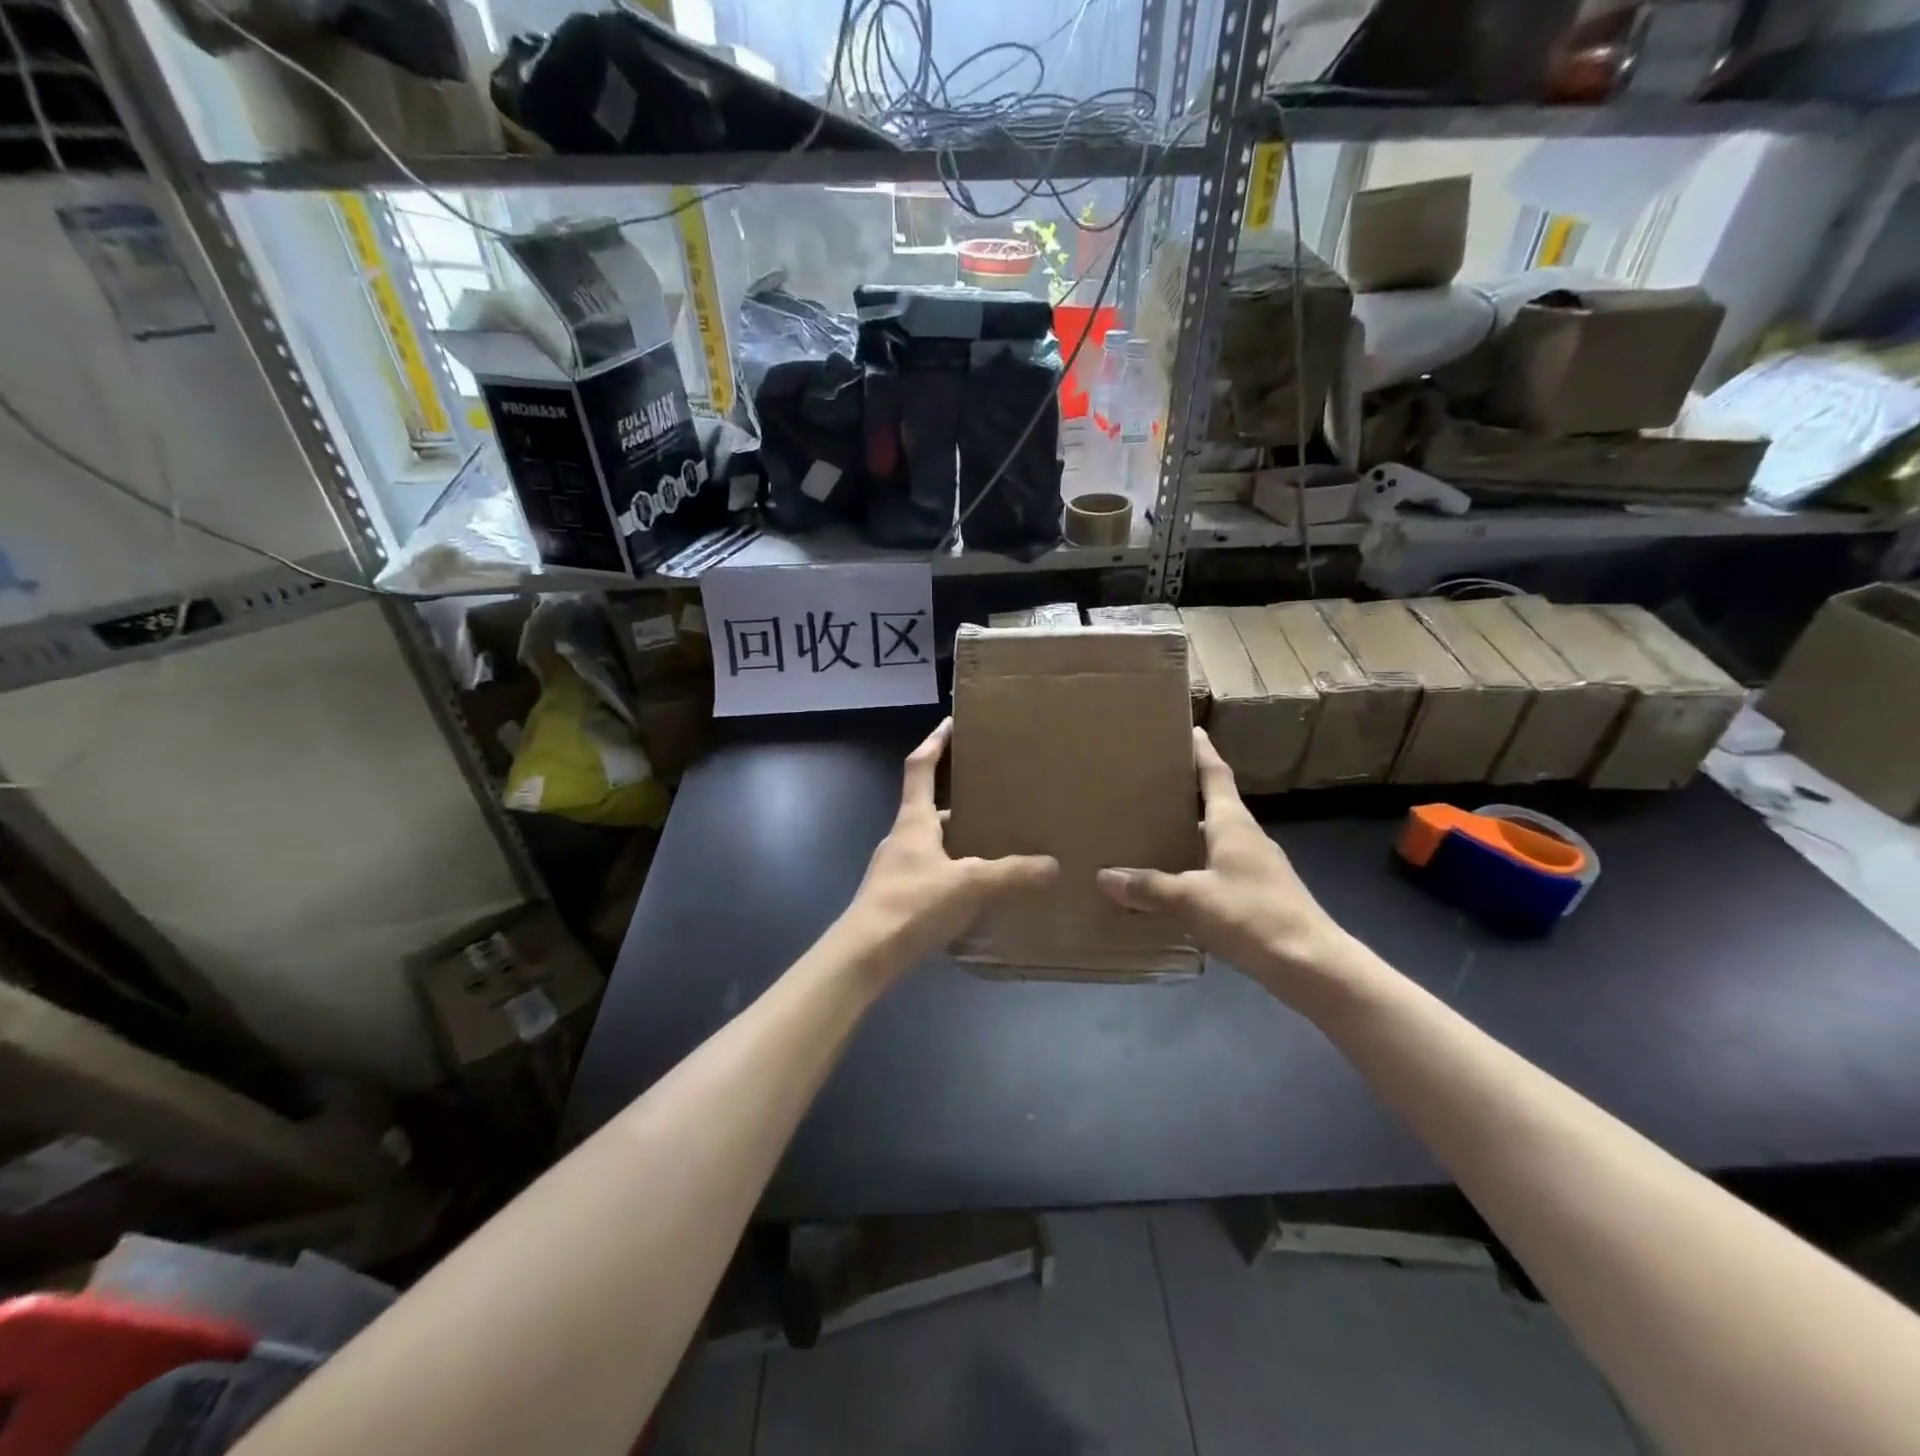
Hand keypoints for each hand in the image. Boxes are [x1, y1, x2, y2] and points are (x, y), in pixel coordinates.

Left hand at [841, 719, 1058, 974]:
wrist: (863, 956)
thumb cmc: (911, 905)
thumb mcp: (969, 885)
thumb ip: (1012, 874)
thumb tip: (1054, 865)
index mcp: (913, 821)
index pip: (920, 767)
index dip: (935, 742)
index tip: (952, 722)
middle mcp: (902, 837)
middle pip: (931, 806)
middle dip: (961, 798)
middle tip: (997, 795)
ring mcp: (897, 868)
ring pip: (934, 842)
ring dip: (960, 838)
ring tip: (997, 842)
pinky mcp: (899, 896)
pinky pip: (933, 871)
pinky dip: (955, 870)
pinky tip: (977, 888)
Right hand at [1096, 729, 1352, 1002]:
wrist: (1312, 965)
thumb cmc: (1252, 916)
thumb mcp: (1192, 899)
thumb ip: (1149, 888)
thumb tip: (1104, 876)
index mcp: (1233, 824)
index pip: (1216, 775)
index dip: (1202, 752)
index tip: (1189, 729)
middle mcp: (1246, 837)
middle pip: (1214, 804)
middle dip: (1184, 792)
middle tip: (1148, 784)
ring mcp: (1256, 866)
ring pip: (1215, 838)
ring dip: (1188, 831)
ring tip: (1151, 830)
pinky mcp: (1259, 894)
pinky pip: (1218, 867)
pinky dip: (1195, 865)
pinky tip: (1174, 880)